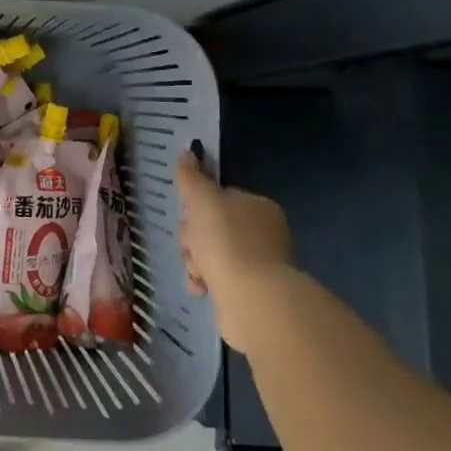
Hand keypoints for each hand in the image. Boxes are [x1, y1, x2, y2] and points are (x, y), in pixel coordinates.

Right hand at [174, 151, 293, 350]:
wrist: (251, 298)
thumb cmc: (226, 241)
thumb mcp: (202, 200)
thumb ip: (192, 177)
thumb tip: (187, 152)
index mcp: (258, 207)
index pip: (218, 198)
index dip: (196, 207)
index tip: (188, 218)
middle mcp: (263, 233)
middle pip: (210, 227)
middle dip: (193, 239)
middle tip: (193, 247)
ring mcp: (259, 264)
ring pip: (210, 254)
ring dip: (195, 262)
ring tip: (198, 273)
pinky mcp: (251, 291)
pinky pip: (217, 279)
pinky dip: (206, 283)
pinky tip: (202, 288)